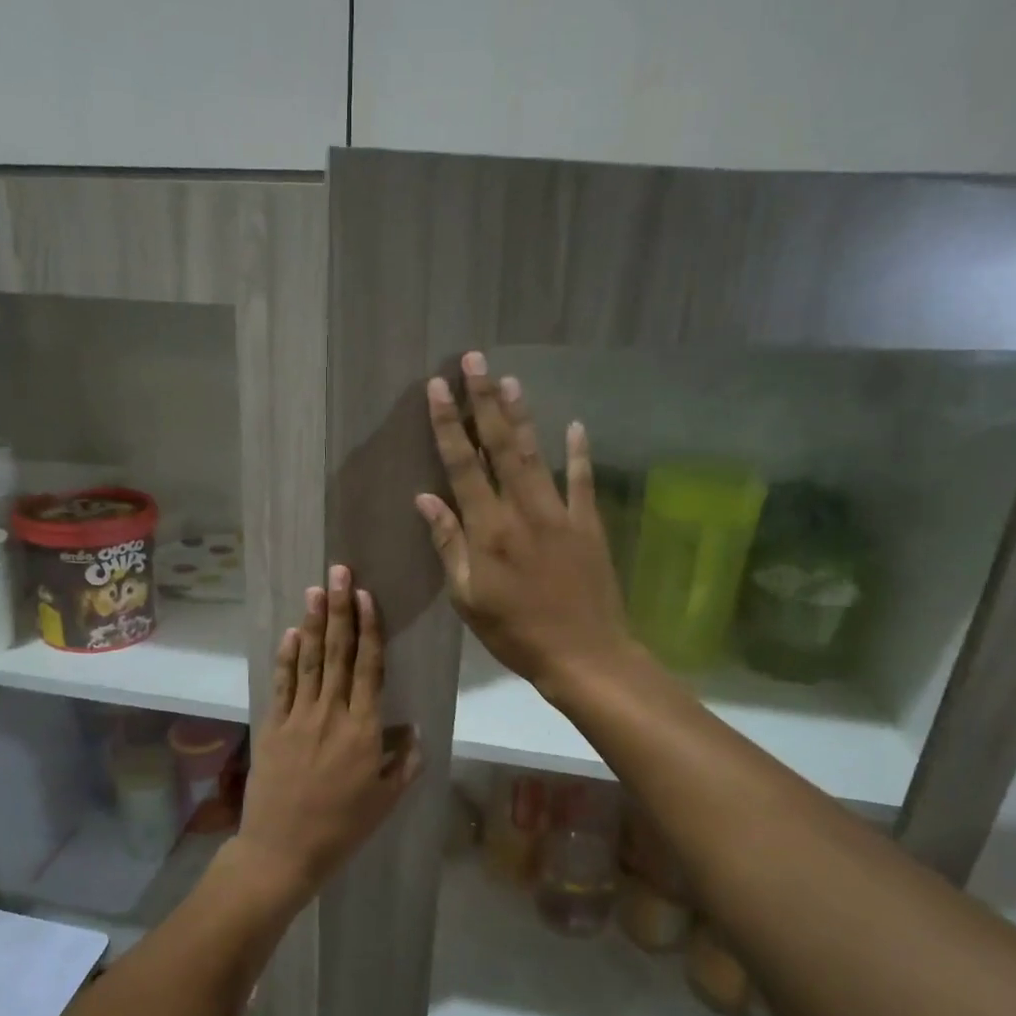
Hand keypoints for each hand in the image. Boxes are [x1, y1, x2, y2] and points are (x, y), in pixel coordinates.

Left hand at [231, 565, 421, 903]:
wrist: (282, 850)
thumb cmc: (342, 828)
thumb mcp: (386, 800)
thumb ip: (405, 762)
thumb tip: (414, 731)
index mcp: (363, 729)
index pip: (369, 667)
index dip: (369, 629)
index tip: (367, 596)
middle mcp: (331, 713)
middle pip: (338, 653)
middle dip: (340, 609)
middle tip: (340, 572)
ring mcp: (298, 717)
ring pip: (308, 661)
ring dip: (313, 622)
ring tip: (316, 589)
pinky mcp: (273, 726)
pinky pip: (282, 684)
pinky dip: (286, 657)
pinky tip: (290, 633)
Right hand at [416, 350, 636, 699]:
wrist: (583, 654)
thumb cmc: (515, 632)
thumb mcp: (468, 597)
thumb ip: (449, 544)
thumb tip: (426, 498)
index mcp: (488, 530)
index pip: (463, 466)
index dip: (448, 425)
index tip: (438, 388)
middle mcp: (522, 511)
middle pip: (500, 447)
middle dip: (484, 401)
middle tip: (473, 361)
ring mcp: (560, 514)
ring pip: (536, 455)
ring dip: (521, 415)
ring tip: (510, 379)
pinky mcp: (588, 525)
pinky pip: (582, 482)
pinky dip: (579, 453)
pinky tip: (575, 425)